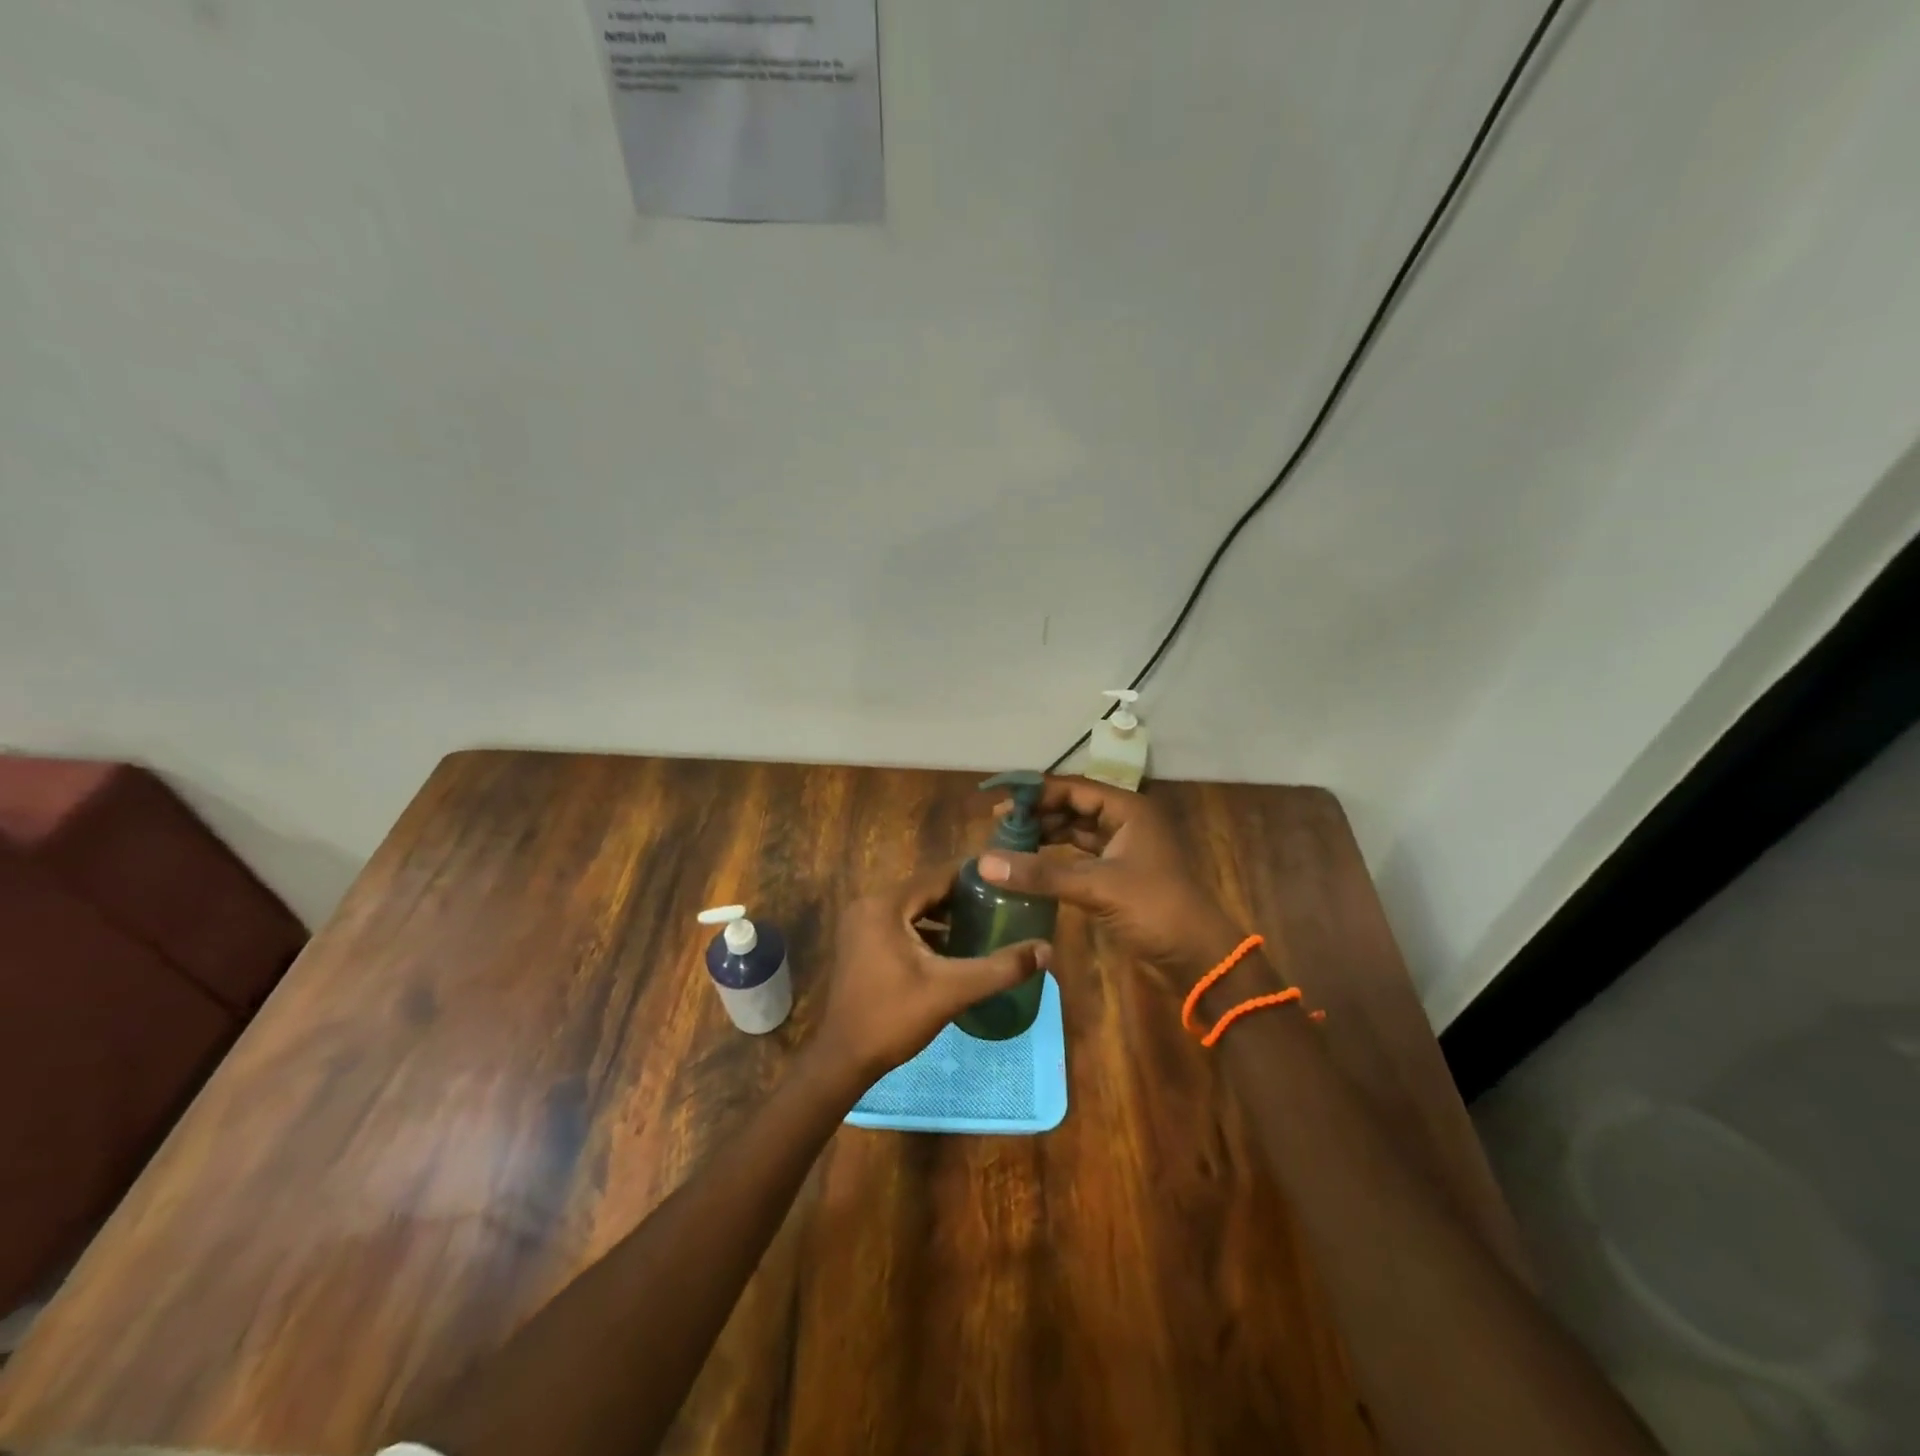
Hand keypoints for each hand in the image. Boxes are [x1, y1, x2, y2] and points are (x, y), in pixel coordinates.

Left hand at [814, 864, 1049, 1083]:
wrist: (843, 1059)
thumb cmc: (893, 1018)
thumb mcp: (952, 991)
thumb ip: (1000, 968)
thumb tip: (1046, 949)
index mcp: (886, 905)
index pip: (938, 875)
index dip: (975, 876)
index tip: (1008, 881)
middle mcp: (869, 904)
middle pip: (926, 890)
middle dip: (963, 897)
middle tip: (1002, 903)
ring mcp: (861, 924)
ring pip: (913, 908)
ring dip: (945, 915)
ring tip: (985, 923)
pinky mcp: (860, 943)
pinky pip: (900, 924)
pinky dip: (926, 931)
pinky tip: (955, 948)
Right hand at [980, 775, 1247, 993]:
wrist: (1198, 957)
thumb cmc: (1154, 909)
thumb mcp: (1096, 887)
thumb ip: (1040, 874)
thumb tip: (985, 862)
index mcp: (1128, 809)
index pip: (1073, 788)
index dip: (1036, 793)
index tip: (1000, 802)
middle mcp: (1125, 821)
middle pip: (1073, 807)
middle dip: (1037, 815)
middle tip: (997, 827)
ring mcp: (1123, 849)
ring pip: (1075, 832)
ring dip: (1045, 836)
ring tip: (1007, 844)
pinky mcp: (1118, 875)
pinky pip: (1080, 857)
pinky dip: (1055, 859)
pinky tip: (1030, 865)